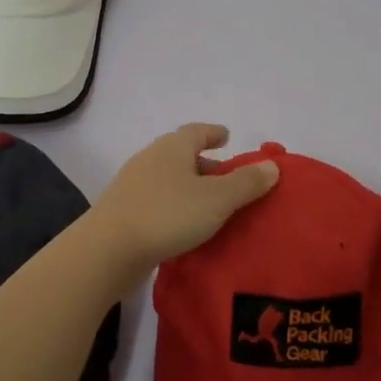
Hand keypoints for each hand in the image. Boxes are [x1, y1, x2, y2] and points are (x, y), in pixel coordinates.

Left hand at [87, 124, 279, 274]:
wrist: (108, 250)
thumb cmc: (167, 215)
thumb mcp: (216, 200)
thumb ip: (246, 183)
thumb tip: (272, 166)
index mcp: (172, 148)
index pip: (196, 131)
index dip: (214, 133)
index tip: (227, 136)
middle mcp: (151, 159)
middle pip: (181, 154)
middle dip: (204, 163)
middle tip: (226, 177)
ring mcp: (133, 185)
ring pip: (169, 179)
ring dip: (189, 187)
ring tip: (210, 205)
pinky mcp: (124, 211)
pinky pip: (157, 201)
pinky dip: (174, 206)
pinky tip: (184, 225)